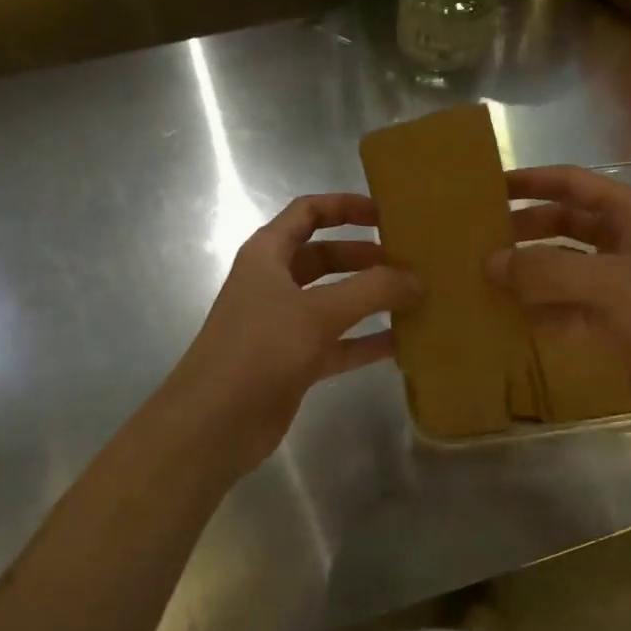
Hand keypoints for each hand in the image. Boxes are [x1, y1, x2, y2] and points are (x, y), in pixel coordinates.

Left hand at [161, 194, 418, 473]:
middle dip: (366, 256)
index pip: (308, 212)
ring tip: (415, 298)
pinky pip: (339, 342)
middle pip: (326, 256)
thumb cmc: (260, 350)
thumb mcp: (318, 312)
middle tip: (410, 262)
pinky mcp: (295, 362)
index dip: (345, 206)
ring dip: (371, 299)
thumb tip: (416, 279)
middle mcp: (275, 283)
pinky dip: (366, 340)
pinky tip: (403, 343)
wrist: (214, 424)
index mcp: (268, 254)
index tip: (386, 214)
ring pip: (335, 301)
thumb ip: (372, 290)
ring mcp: (284, 324)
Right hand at [487, 166, 630, 426]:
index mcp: (627, 214)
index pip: (571, 183)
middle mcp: (620, 241)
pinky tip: (505, 317)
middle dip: (523, 229)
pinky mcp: (611, 320)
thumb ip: (547, 270)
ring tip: (481, 278)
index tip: (490, 187)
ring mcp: (615, 283)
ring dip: (527, 272)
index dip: (532, 181)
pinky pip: (564, 307)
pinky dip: (538, 311)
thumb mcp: (608, 282)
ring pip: (561, 267)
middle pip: (562, 224)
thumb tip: (491, 263)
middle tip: (478, 238)